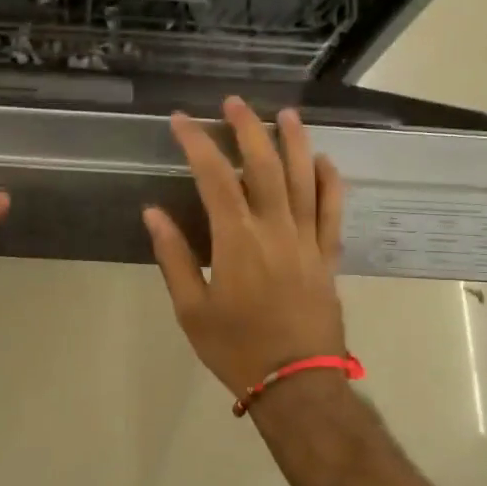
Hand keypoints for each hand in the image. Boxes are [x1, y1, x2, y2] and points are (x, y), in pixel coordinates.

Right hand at [144, 99, 347, 399]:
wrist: (296, 382)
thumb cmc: (235, 348)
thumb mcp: (191, 308)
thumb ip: (174, 256)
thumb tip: (153, 213)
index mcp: (236, 240)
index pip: (214, 178)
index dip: (197, 144)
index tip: (182, 121)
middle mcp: (275, 229)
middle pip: (264, 165)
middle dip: (247, 129)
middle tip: (233, 103)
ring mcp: (307, 240)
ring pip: (304, 178)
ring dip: (294, 142)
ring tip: (285, 114)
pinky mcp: (327, 255)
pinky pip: (333, 209)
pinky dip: (330, 181)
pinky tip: (324, 161)